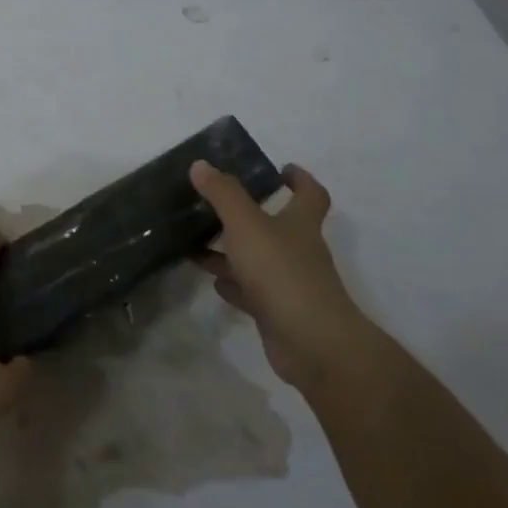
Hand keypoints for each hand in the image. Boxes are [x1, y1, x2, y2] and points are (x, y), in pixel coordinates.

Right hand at [190, 160, 372, 389]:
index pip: (310, 195)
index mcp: (300, 224)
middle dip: (248, 215)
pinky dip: (233, 284)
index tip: (281, 169)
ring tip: (197, 242)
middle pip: (277, 226)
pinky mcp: (277, 312)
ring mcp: (289, 283)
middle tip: (215, 204)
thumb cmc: (281, 272)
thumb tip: (201, 164)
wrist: (311, 343)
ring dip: (231, 251)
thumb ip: (223, 194)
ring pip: (258, 259)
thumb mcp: (247, 225)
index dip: (300, 180)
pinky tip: (212, 281)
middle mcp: (299, 250)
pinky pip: (251, 291)